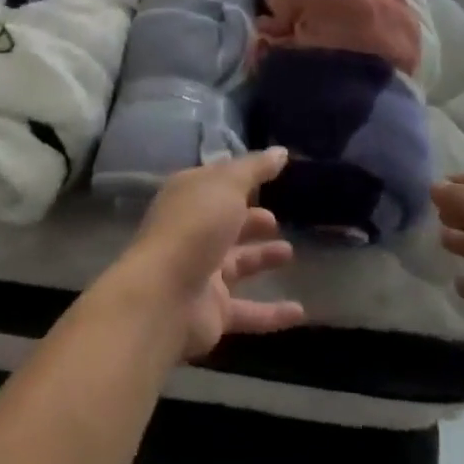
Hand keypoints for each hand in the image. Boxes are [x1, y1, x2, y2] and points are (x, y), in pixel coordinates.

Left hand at [123, 149, 304, 358]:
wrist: (164, 296)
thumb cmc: (195, 226)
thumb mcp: (227, 185)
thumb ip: (255, 168)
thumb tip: (281, 151)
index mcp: (190, 196)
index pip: (217, 181)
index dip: (240, 178)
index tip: (267, 175)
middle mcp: (193, 231)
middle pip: (226, 223)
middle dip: (250, 220)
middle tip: (275, 220)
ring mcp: (201, 273)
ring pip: (237, 263)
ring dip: (262, 258)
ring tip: (289, 252)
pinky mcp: (212, 312)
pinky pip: (248, 311)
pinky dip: (272, 312)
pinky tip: (300, 311)